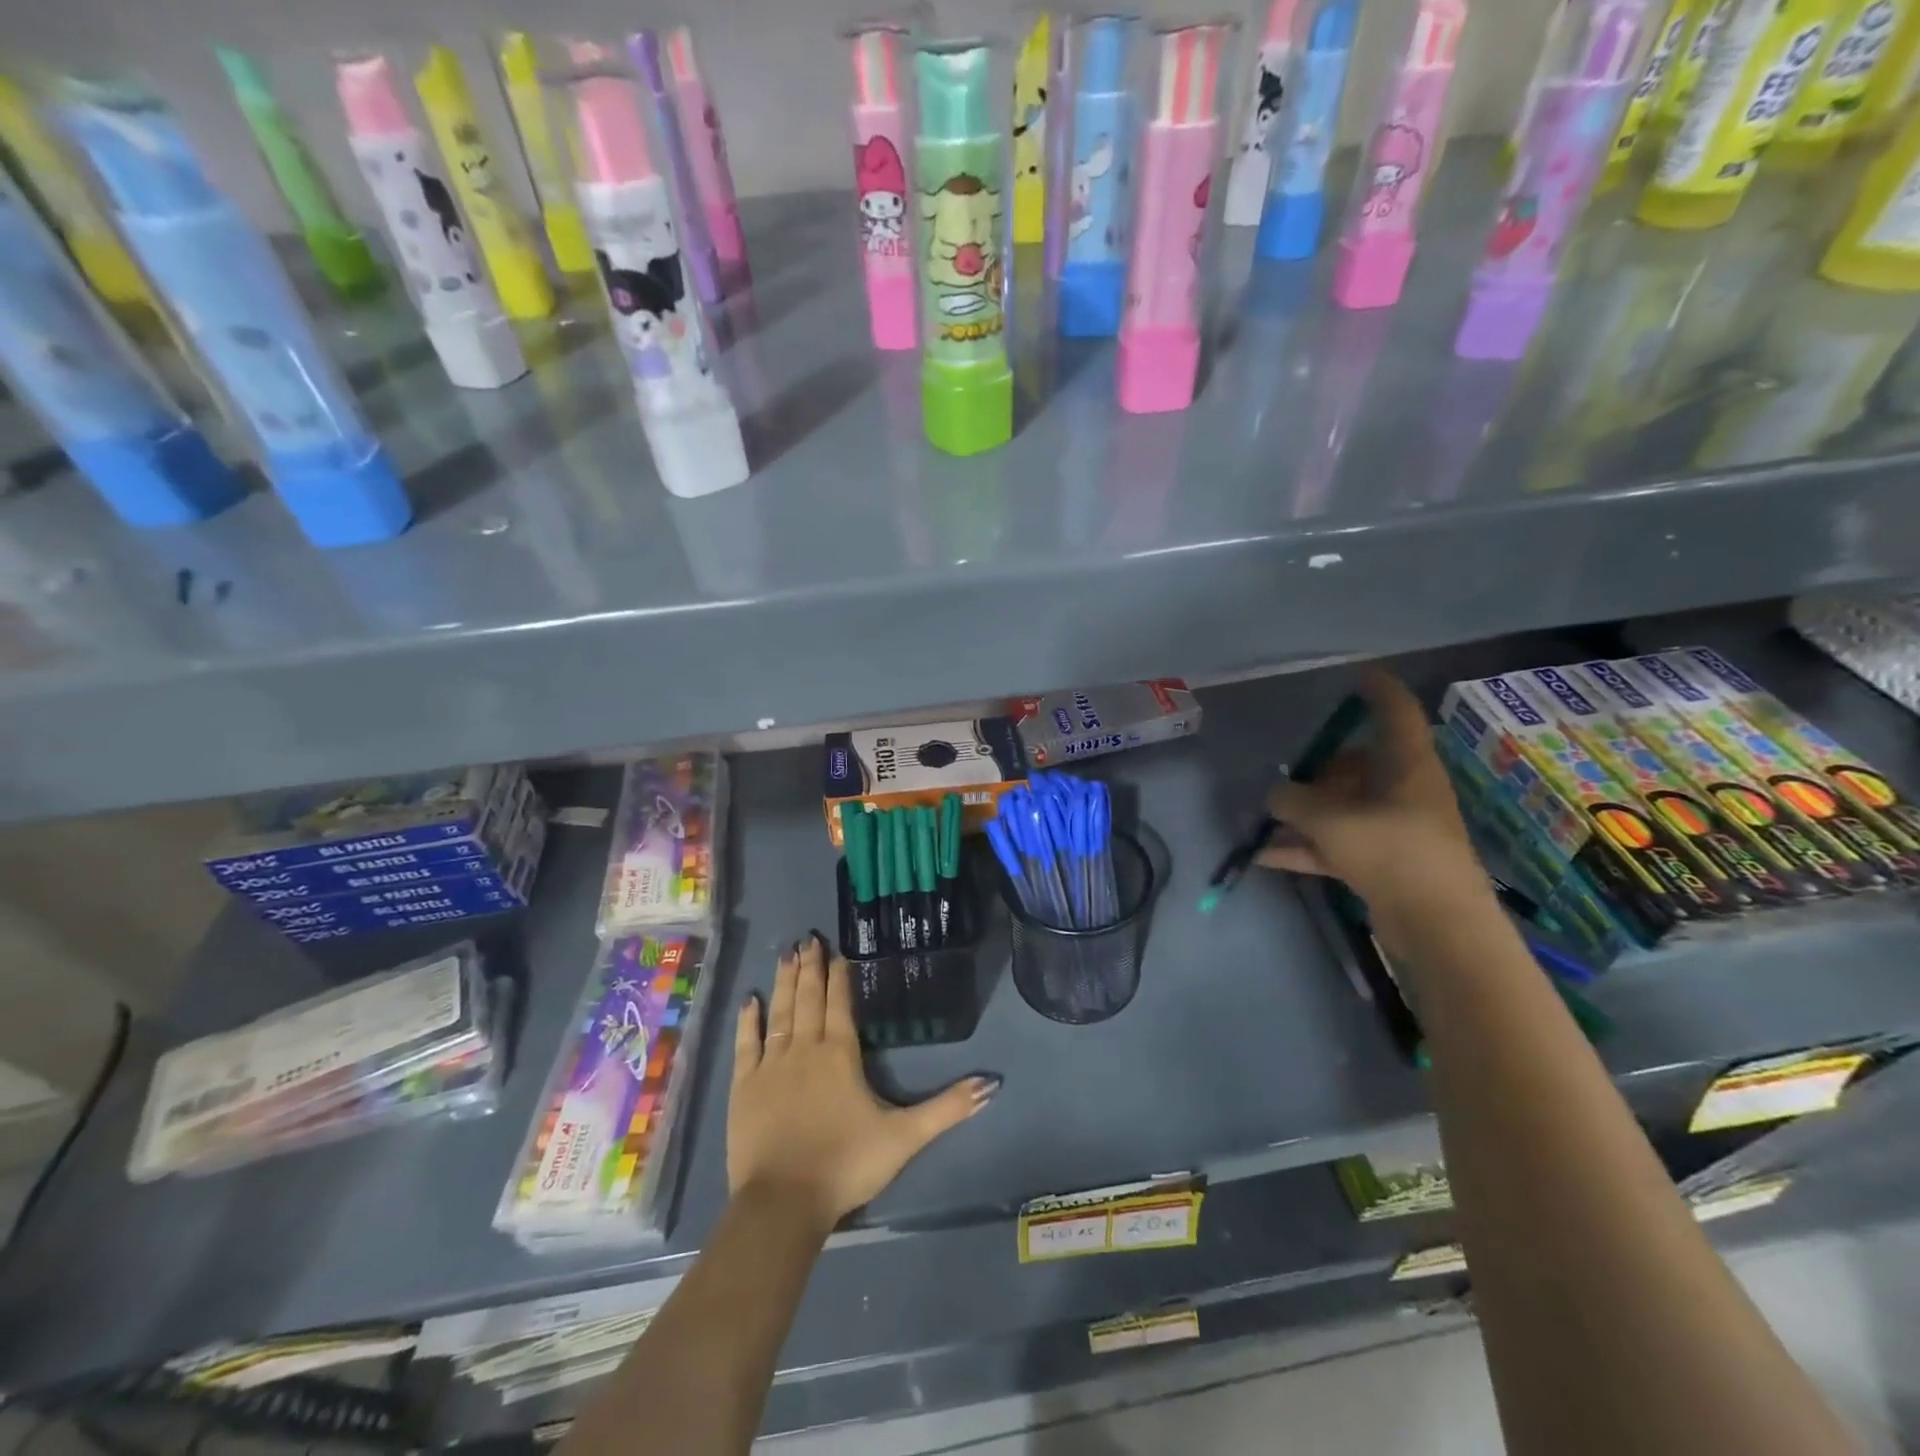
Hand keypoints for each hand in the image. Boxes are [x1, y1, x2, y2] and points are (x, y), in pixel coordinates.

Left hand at [728, 934, 997, 1232]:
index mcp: (840, 1054)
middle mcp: (805, 1048)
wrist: (783, 1203)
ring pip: (780, 1012)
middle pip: (809, 998)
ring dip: (784, 982)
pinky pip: (746, 1044)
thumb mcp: (905, 1137)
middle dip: (811, 967)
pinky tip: (749, 1000)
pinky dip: (748, 1021)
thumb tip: (991, 1084)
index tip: (837, 949)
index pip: (841, 1003)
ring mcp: (771, 1065)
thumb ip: (947, 1108)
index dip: (840, 975)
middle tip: (808, 938)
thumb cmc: (846, 1164)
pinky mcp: (743, 1087)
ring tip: (787, 954)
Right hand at [1256, 669, 1490, 920]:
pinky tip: (1265, 855)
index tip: (1359, 675)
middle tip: (1284, 773)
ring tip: (1264, 816)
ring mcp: (1393, 827)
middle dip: (1319, 768)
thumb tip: (1274, 794)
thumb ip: (1292, 801)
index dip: (1379, 690)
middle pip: (1357, 764)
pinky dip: (1305, 846)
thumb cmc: (1392, 851)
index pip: (1396, 712)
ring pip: (1343, 806)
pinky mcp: (1383, 861)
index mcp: (1405, 764)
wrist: (1437, 924)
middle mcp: (1403, 789)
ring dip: (1305, 812)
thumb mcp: (1329, 819)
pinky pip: (1336, 842)